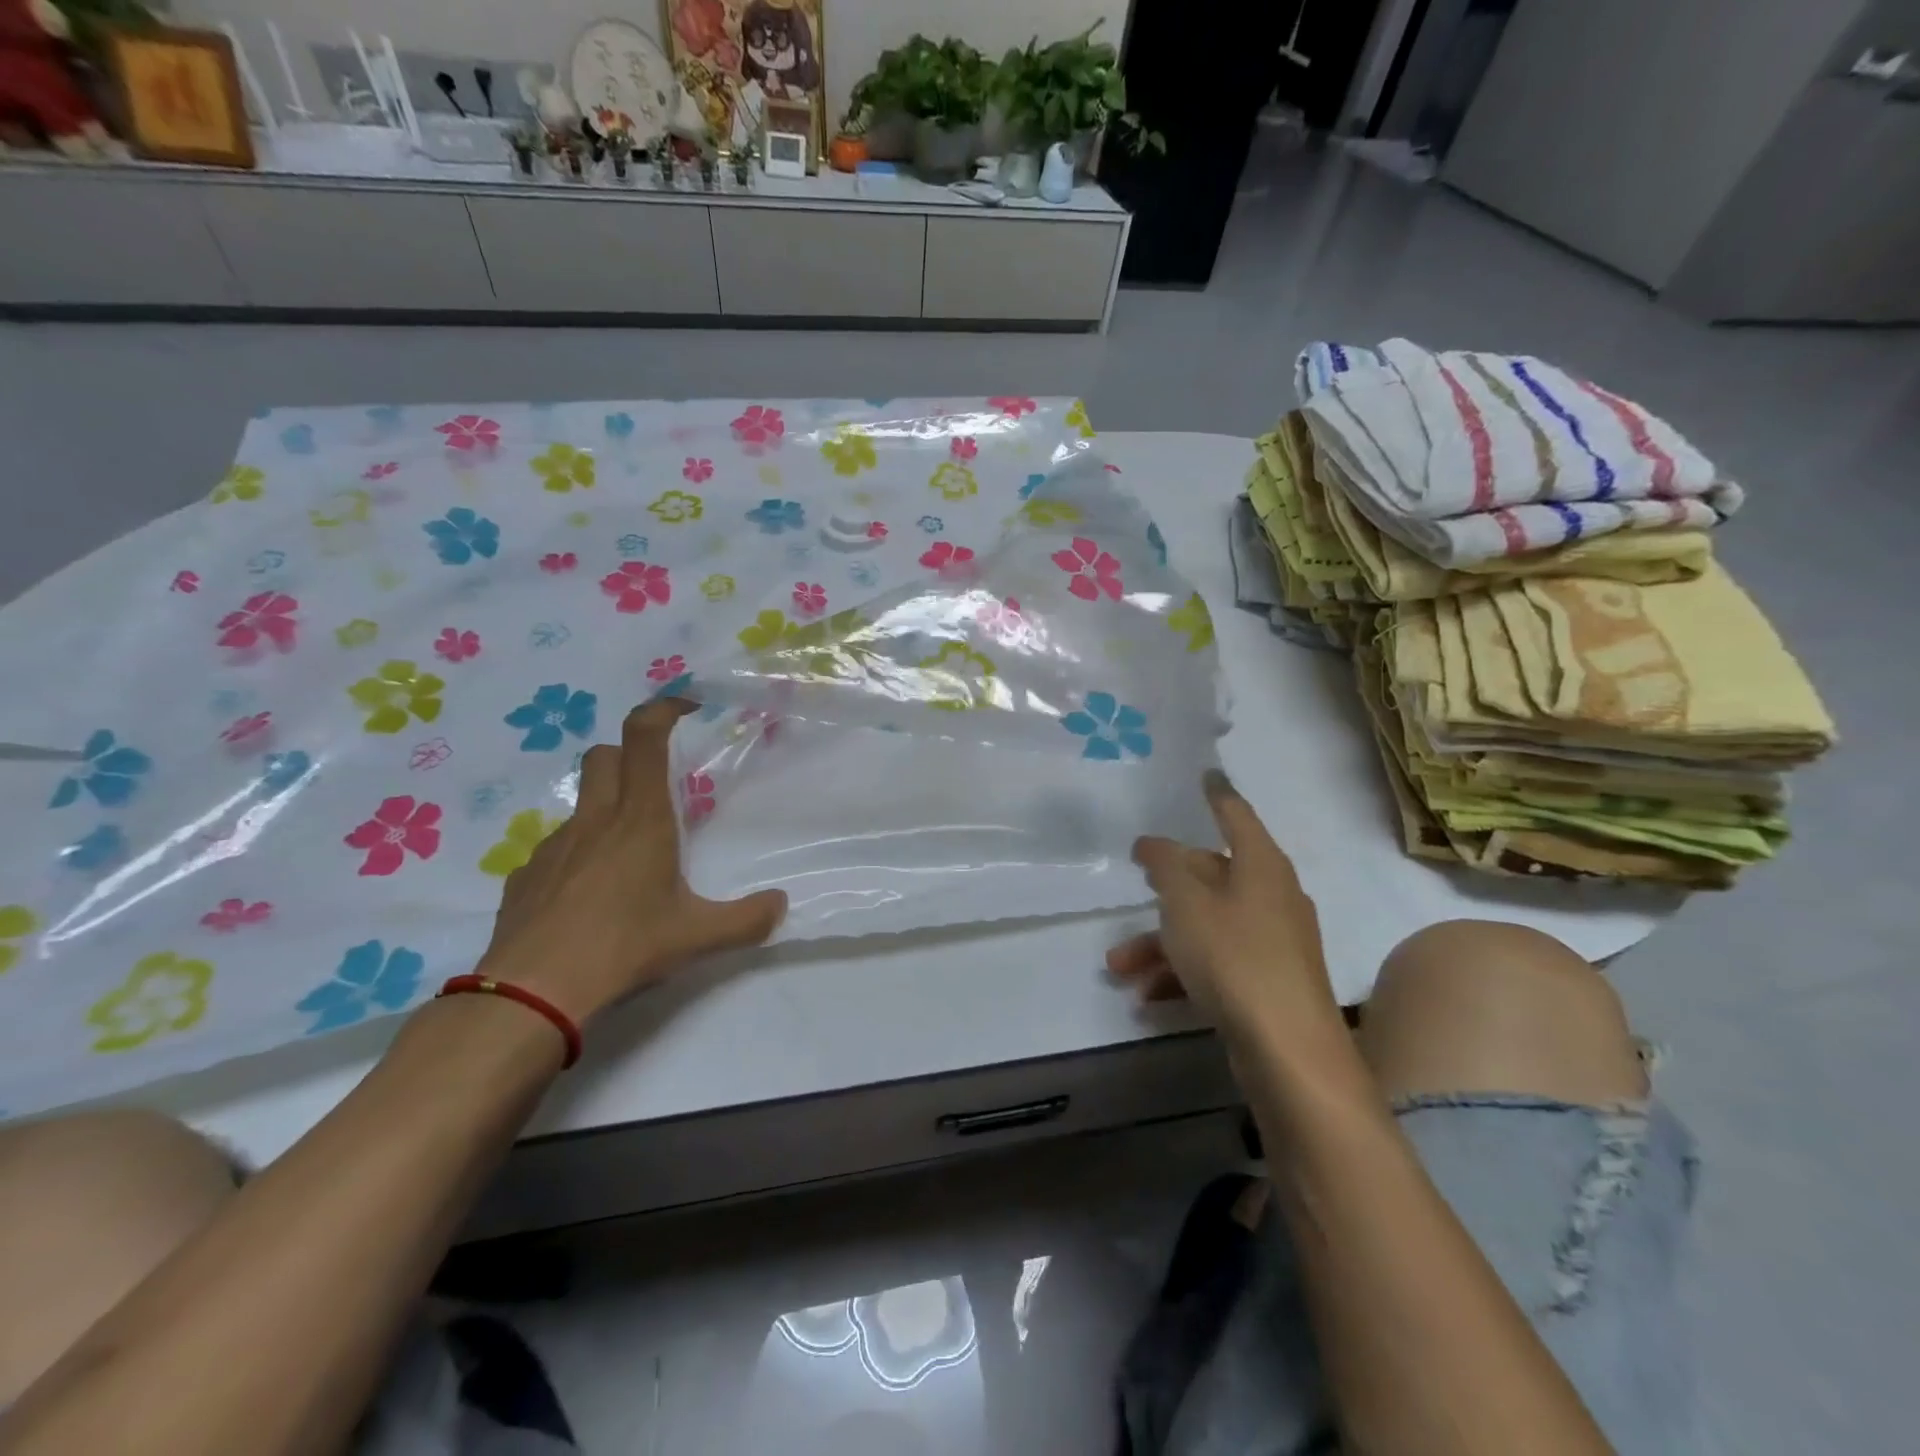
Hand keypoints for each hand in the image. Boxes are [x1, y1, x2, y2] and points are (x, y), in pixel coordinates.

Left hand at [475, 698, 786, 1024]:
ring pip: (581, 802)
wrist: (532, 993)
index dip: (662, 710)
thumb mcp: (697, 937)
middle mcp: (595, 820)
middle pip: (605, 756)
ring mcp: (553, 846)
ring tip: (628, 856)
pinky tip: (590, 896)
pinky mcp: (525, 875)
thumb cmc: (623, 947)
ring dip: (606, 808)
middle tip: (657, 788)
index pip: (644, 738)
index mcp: (640, 819)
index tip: (686, 708)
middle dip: (631, 755)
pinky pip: (557, 847)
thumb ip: (747, 919)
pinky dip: (578, 853)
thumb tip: (780, 905)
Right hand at [1107, 770, 1345, 1054]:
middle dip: (1166, 888)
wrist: (1289, 1050)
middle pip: (1213, 875)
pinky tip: (1148, 996)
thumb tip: (1153, 844)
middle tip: (1137, 881)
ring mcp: (1273, 941)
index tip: (1205, 774)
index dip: (1217, 793)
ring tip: (1119, 966)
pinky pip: (1217, 962)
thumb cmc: (1234, 958)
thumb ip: (1165, 866)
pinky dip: (1184, 973)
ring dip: (1162, 942)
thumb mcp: (1186, 904)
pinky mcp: (1268, 981)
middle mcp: (1272, 896)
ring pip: (1207, 925)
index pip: (1235, 814)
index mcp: (1261, 865)